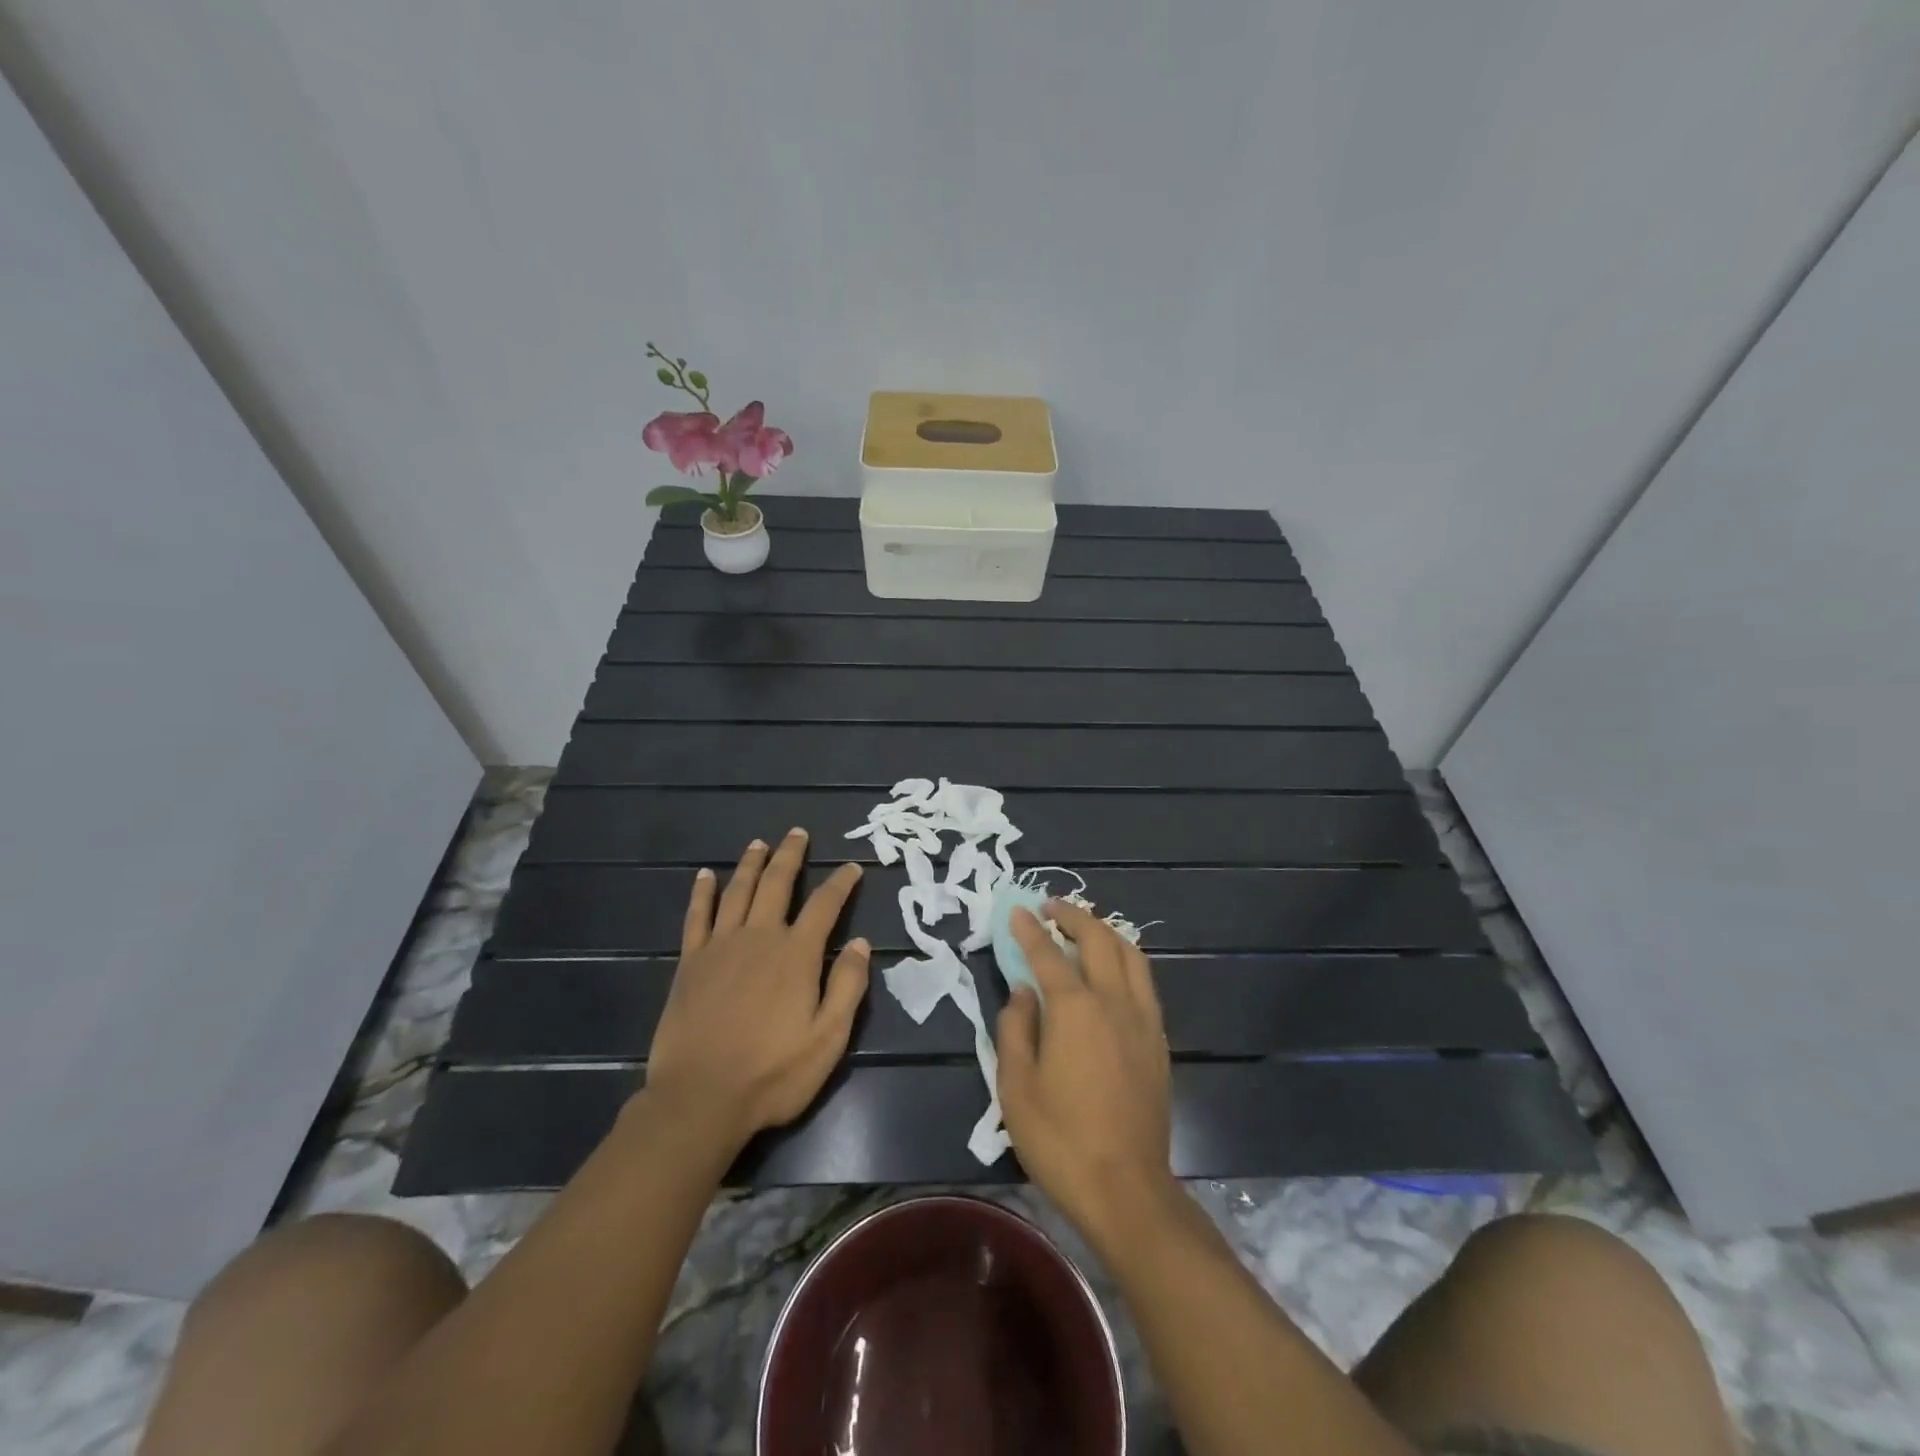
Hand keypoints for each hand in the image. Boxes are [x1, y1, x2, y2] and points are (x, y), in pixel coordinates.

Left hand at [643, 830, 868, 1152]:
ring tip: (759, 843)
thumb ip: (848, 986)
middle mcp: (760, 937)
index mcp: (797, 954)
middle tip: (798, 833)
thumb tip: (862, 943)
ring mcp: (721, 946)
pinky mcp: (690, 962)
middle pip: (777, 883)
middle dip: (790, 855)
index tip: (852, 867)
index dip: (841, 883)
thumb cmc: (773, 1073)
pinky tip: (704, 876)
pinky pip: (697, 916)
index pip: (825, 905)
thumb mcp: (828, 1038)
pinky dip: (702, 893)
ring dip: (750, 863)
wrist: (700, 1099)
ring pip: (737, 890)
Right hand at [995, 900, 1178, 1251]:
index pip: (1048, 954)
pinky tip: (1113, 970)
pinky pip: (1145, 981)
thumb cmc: (1060, 1139)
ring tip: (1085, 928)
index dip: (1030, 929)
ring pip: (1130, 954)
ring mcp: (1143, 1019)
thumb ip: (1016, 1028)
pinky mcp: (1159, 1040)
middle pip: (1098, 939)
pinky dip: (1126, 959)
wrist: (1126, 1189)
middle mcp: (1114, 1001)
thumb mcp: (1016, 1086)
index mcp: (1074, 1009)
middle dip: (1073, 916)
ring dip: (1105, 931)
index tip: (1017, 911)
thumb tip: (1023, 992)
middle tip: (1051, 908)